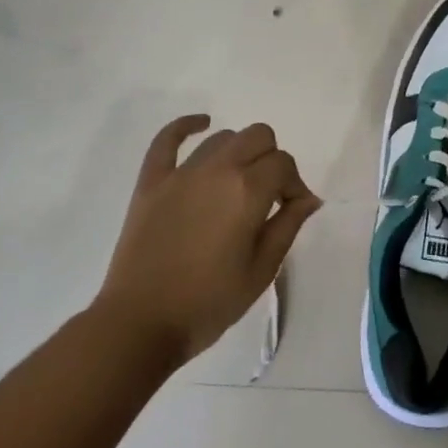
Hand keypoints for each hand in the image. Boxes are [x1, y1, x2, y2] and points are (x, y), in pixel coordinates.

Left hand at [94, 116, 321, 367]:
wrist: (140, 324)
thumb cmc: (208, 303)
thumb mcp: (261, 270)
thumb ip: (287, 226)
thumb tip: (307, 198)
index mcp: (248, 191)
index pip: (284, 164)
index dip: (294, 185)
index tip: (292, 210)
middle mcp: (218, 169)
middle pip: (258, 136)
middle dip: (272, 159)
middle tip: (268, 195)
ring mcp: (181, 172)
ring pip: (222, 138)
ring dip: (239, 152)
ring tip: (237, 183)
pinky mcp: (151, 181)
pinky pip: (167, 139)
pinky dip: (186, 125)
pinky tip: (201, 123)